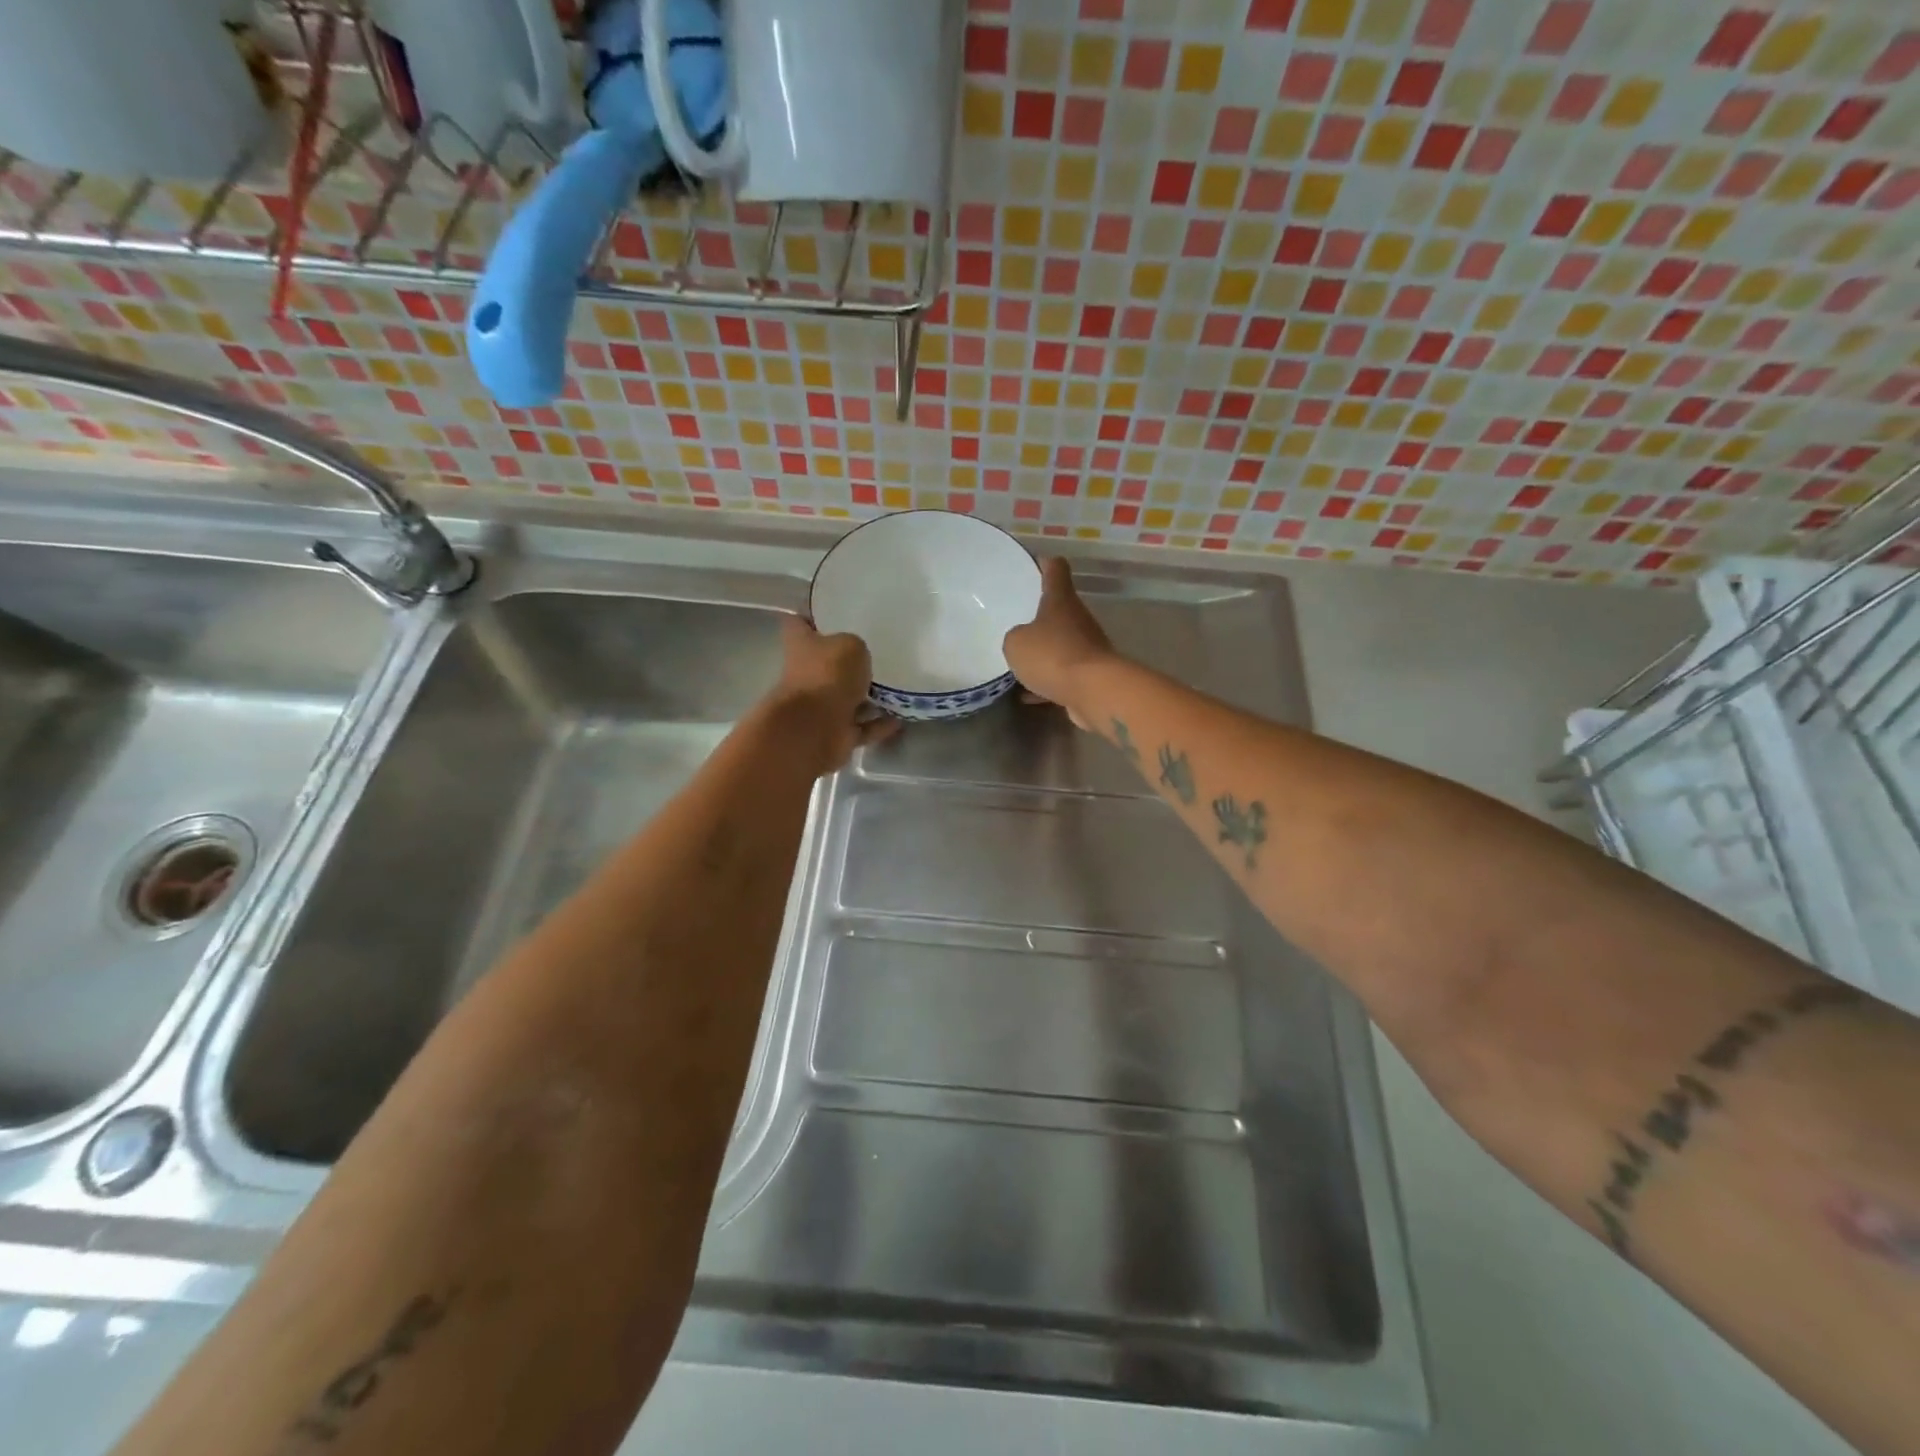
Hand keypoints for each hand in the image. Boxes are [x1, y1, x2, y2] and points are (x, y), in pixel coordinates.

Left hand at [767, 615, 899, 773]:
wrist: (815, 728)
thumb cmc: (828, 675)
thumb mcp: (851, 645)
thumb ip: (856, 646)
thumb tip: (858, 658)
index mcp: (802, 645)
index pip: (799, 623)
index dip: (812, 615)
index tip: (834, 611)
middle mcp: (807, 674)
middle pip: (825, 662)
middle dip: (847, 660)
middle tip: (877, 650)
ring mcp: (820, 706)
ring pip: (846, 697)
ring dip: (867, 696)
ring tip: (896, 686)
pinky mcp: (835, 732)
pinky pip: (862, 726)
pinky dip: (878, 724)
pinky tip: (899, 719)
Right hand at [1002, 558, 1116, 726]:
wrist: (1094, 691)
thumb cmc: (1052, 655)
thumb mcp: (1016, 643)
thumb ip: (1015, 637)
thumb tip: (1022, 641)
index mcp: (1060, 600)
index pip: (1055, 570)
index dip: (1045, 564)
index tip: (1034, 564)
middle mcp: (1078, 619)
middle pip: (1060, 609)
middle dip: (1040, 615)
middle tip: (1016, 621)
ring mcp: (1088, 647)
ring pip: (1061, 644)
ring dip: (1044, 652)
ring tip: (1018, 661)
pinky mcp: (1090, 676)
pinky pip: (1063, 674)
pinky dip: (1047, 681)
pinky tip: (1027, 695)